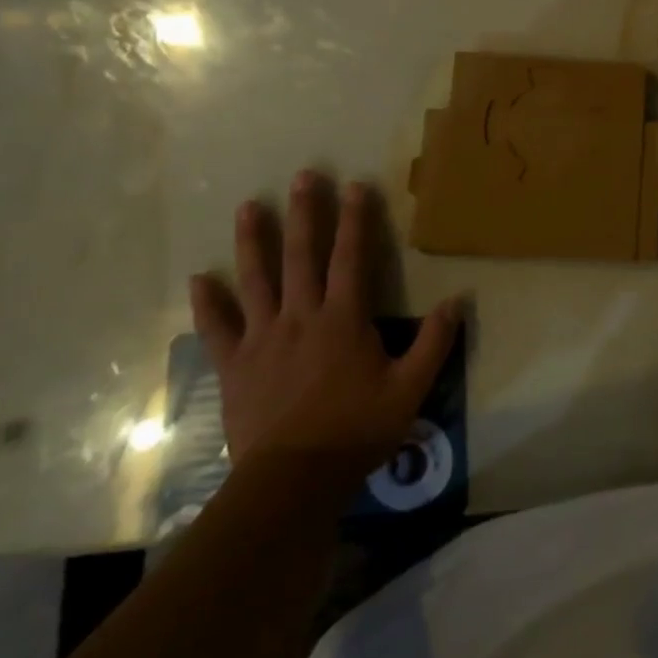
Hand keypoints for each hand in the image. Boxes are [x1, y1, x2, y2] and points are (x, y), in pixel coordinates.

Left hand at [189, 173, 459, 472]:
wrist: (292, 481)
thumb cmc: (356, 431)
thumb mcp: (410, 389)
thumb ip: (434, 342)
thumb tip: (458, 300)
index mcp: (343, 319)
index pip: (352, 257)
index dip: (356, 219)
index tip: (356, 185)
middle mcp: (301, 316)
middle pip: (301, 255)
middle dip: (304, 213)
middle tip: (303, 176)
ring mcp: (263, 338)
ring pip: (256, 280)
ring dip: (252, 241)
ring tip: (248, 207)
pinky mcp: (235, 364)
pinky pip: (218, 328)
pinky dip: (208, 303)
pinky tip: (199, 278)